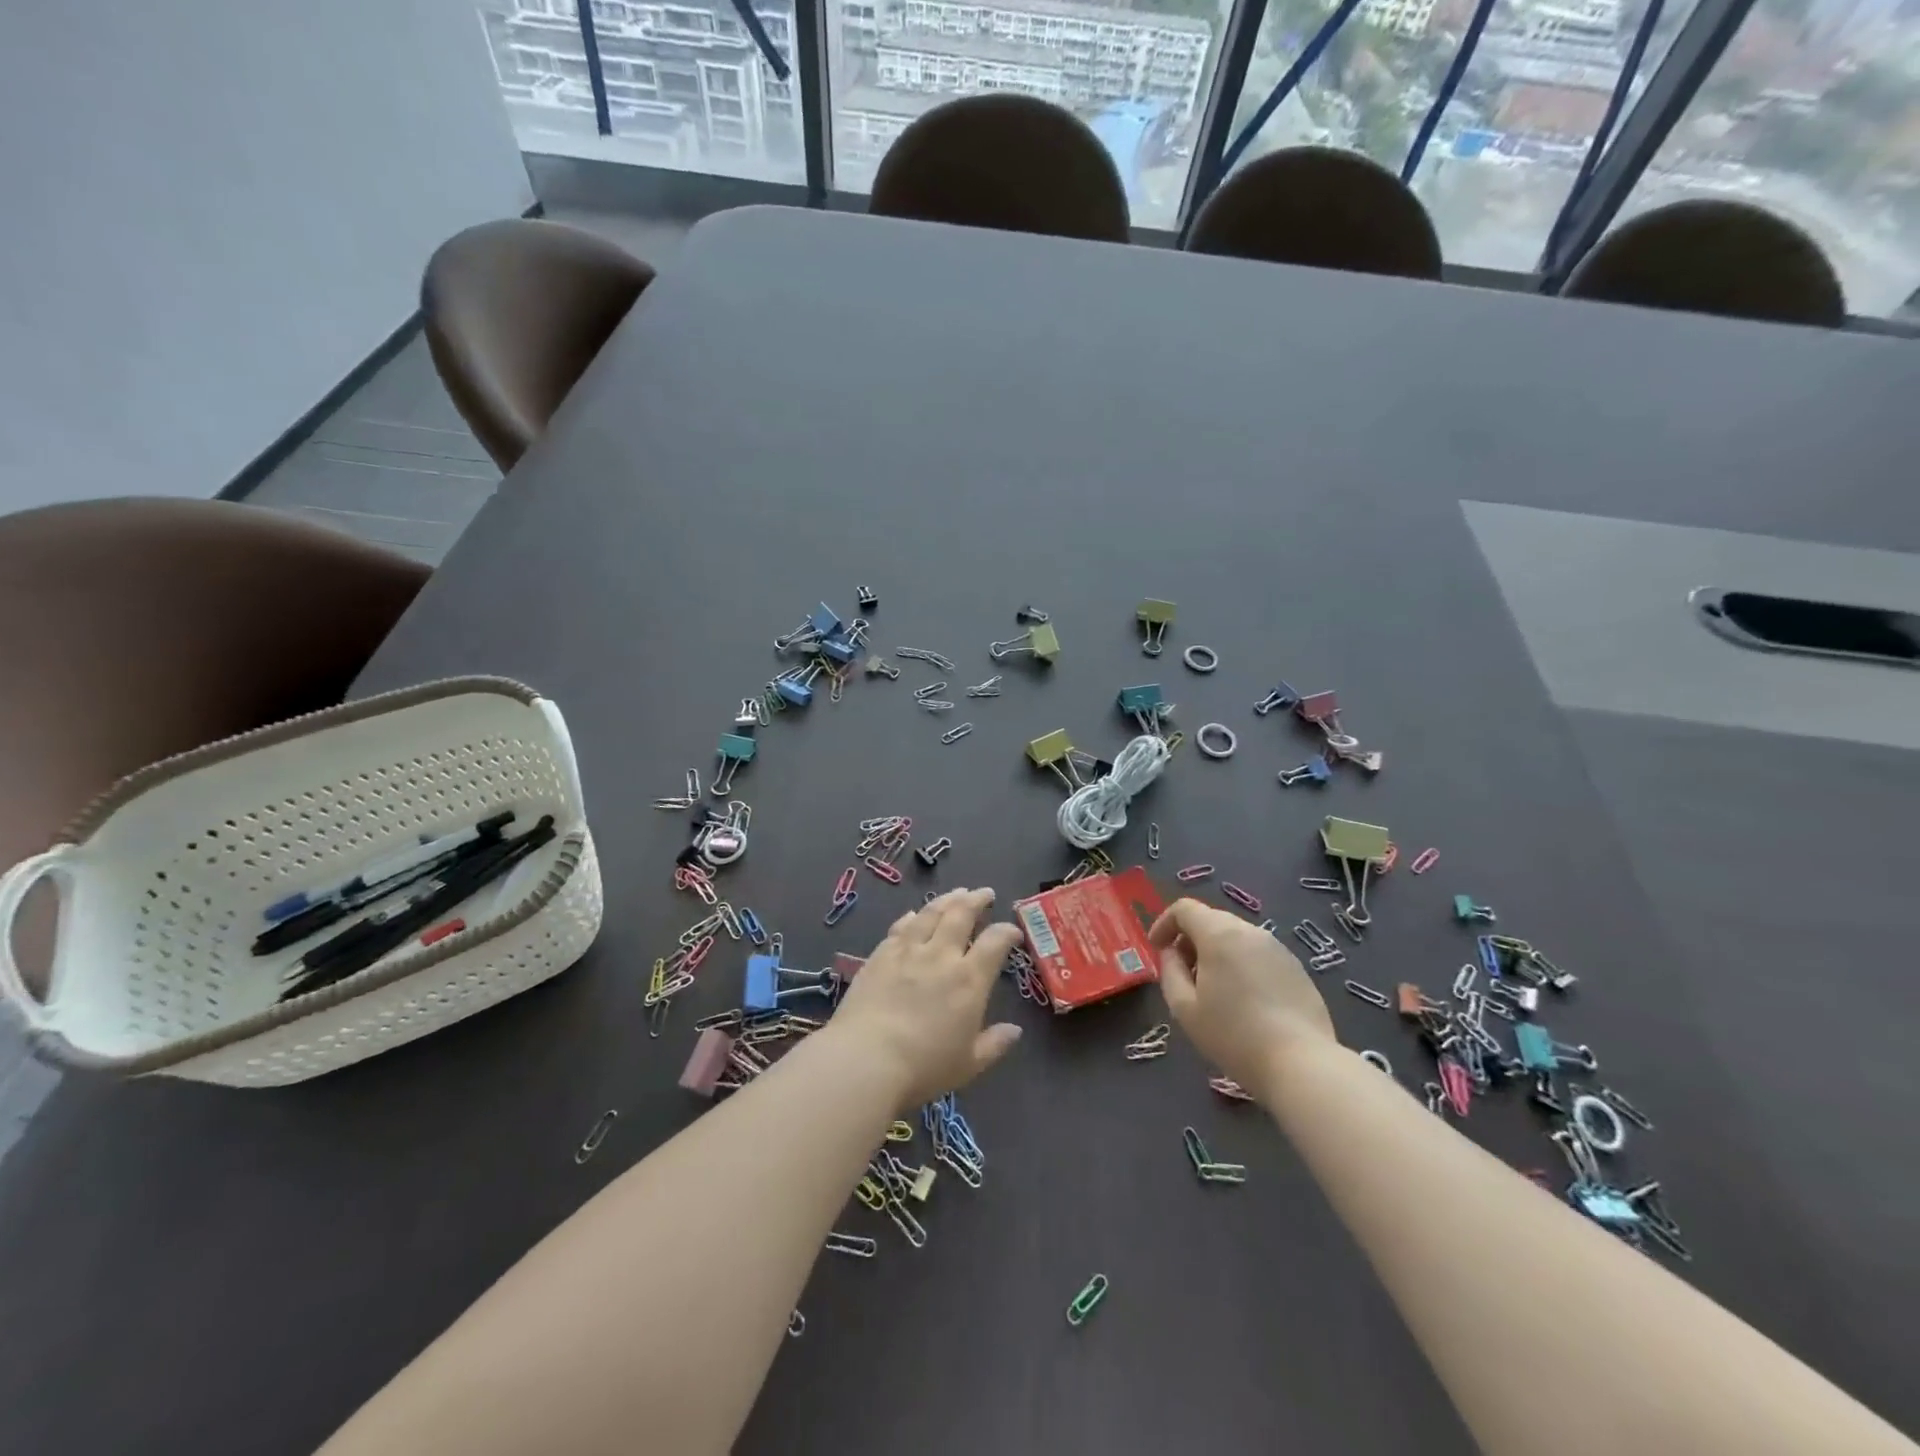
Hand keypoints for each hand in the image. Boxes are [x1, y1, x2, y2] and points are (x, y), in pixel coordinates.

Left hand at [831, 887, 1023, 1109]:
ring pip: (931, 913)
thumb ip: (994, 1044)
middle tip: (984, 893)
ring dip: (947, 900)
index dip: (1007, 932)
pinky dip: (912, 917)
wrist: (865, 1059)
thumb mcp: (969, 1064)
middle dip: (977, 900)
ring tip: (956, 893)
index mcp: (969, 980)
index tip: (1013, 931)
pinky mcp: (880, 955)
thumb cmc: (923, 1067)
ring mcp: (908, 951)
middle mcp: (941, 956)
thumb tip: (1015, 1031)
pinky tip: (914, 914)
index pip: (995, 942)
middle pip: (962, 915)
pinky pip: (901, 927)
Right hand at [1150, 898, 1335, 1095]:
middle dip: (1190, 939)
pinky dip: (1241, 964)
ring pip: (1236, 937)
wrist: (1302, 1064)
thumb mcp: (1184, 1008)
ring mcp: (1278, 948)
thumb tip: (1172, 953)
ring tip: (1213, 989)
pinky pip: (1258, 954)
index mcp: (1219, 934)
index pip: (1185, 908)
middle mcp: (1250, 931)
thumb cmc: (1233, 1036)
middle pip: (1211, 920)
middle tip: (1182, 973)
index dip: (1164, 923)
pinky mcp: (1297, 968)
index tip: (1157, 949)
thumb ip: (1170, 971)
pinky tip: (1244, 1000)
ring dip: (1216, 952)